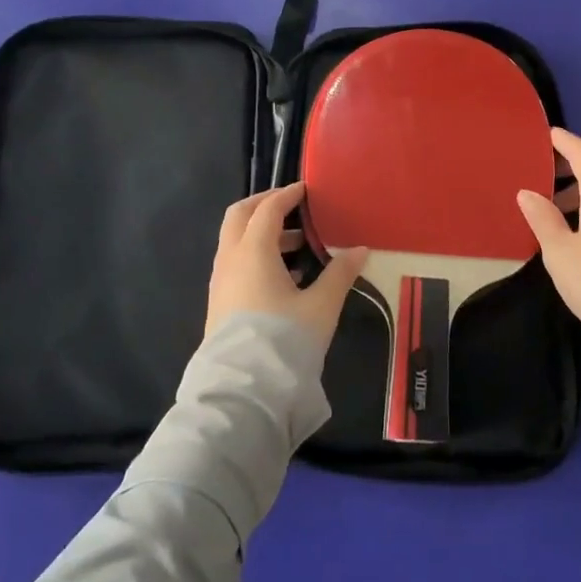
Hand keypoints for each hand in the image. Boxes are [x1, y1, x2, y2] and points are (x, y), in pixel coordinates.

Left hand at [206, 181, 367, 348]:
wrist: (244, 391)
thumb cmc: (284, 340)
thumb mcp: (321, 306)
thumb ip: (340, 274)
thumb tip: (360, 250)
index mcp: (253, 250)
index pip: (268, 209)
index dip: (287, 195)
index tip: (306, 190)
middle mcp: (230, 259)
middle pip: (240, 216)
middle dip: (264, 205)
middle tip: (291, 206)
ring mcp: (220, 282)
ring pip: (236, 241)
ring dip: (262, 233)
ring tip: (297, 246)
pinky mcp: (219, 303)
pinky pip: (236, 263)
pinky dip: (255, 255)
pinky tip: (283, 277)